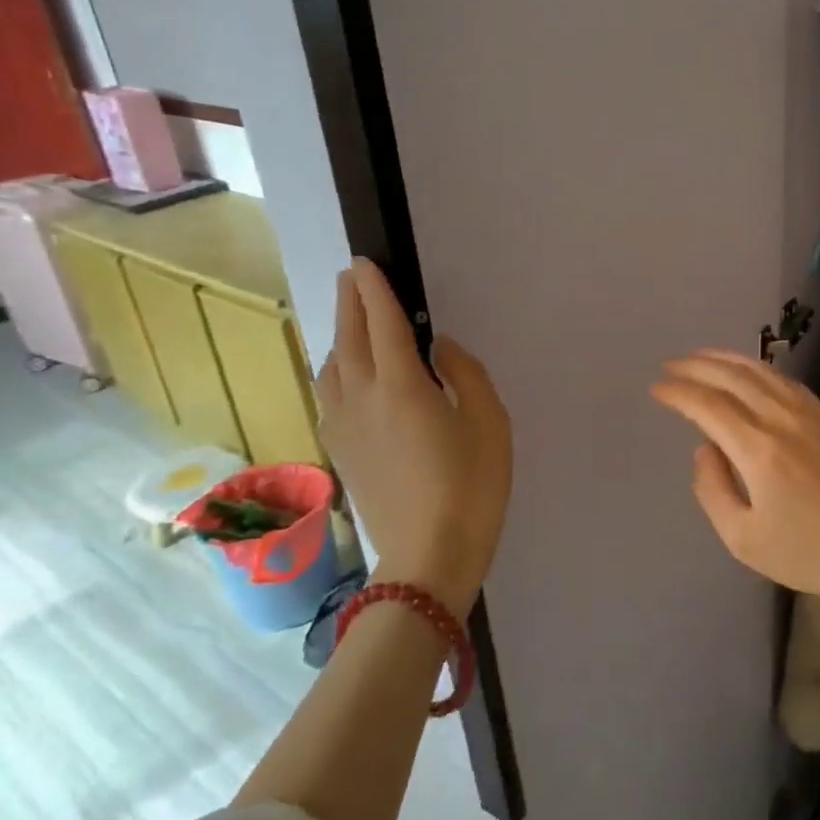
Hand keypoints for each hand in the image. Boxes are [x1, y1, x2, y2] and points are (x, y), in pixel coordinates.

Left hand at [316, 260, 511, 614]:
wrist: (428, 556)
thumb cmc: (472, 486)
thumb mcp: (489, 422)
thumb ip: (465, 374)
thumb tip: (438, 349)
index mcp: (401, 385)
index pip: (383, 322)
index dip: (374, 289)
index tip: (365, 262)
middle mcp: (362, 397)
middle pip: (350, 337)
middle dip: (351, 301)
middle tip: (352, 276)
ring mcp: (344, 426)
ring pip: (333, 365)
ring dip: (341, 333)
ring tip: (352, 319)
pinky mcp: (339, 450)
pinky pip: (330, 392)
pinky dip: (336, 366)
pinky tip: (346, 372)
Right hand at [650, 349, 819, 623]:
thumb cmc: (805, 552)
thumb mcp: (742, 538)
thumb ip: (712, 488)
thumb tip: (703, 447)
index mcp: (759, 449)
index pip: (708, 405)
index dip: (679, 392)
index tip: (656, 388)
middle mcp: (782, 419)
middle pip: (732, 376)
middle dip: (696, 366)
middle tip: (670, 364)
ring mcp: (808, 413)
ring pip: (760, 370)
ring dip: (725, 358)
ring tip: (700, 356)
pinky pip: (784, 379)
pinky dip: (756, 367)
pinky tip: (746, 370)